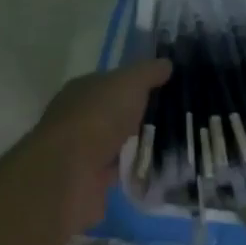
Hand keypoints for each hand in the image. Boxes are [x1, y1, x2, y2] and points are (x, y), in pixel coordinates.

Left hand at [17, 58, 172, 237]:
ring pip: (116, 143)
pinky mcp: (89, 181)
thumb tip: (166, 63)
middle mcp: (78, 118)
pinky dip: (133, 170)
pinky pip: (118, 171)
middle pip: (114, 113)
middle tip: (176, 117)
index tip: (165, 88)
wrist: (69, 175)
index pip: (111, 82)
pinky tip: (157, 169)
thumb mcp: (128, 83)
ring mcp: (82, 151)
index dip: (136, 83)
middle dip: (139, 115)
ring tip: (174, 144)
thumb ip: (147, 72)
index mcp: (82, 89)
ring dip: (136, 144)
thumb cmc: (97, 118)